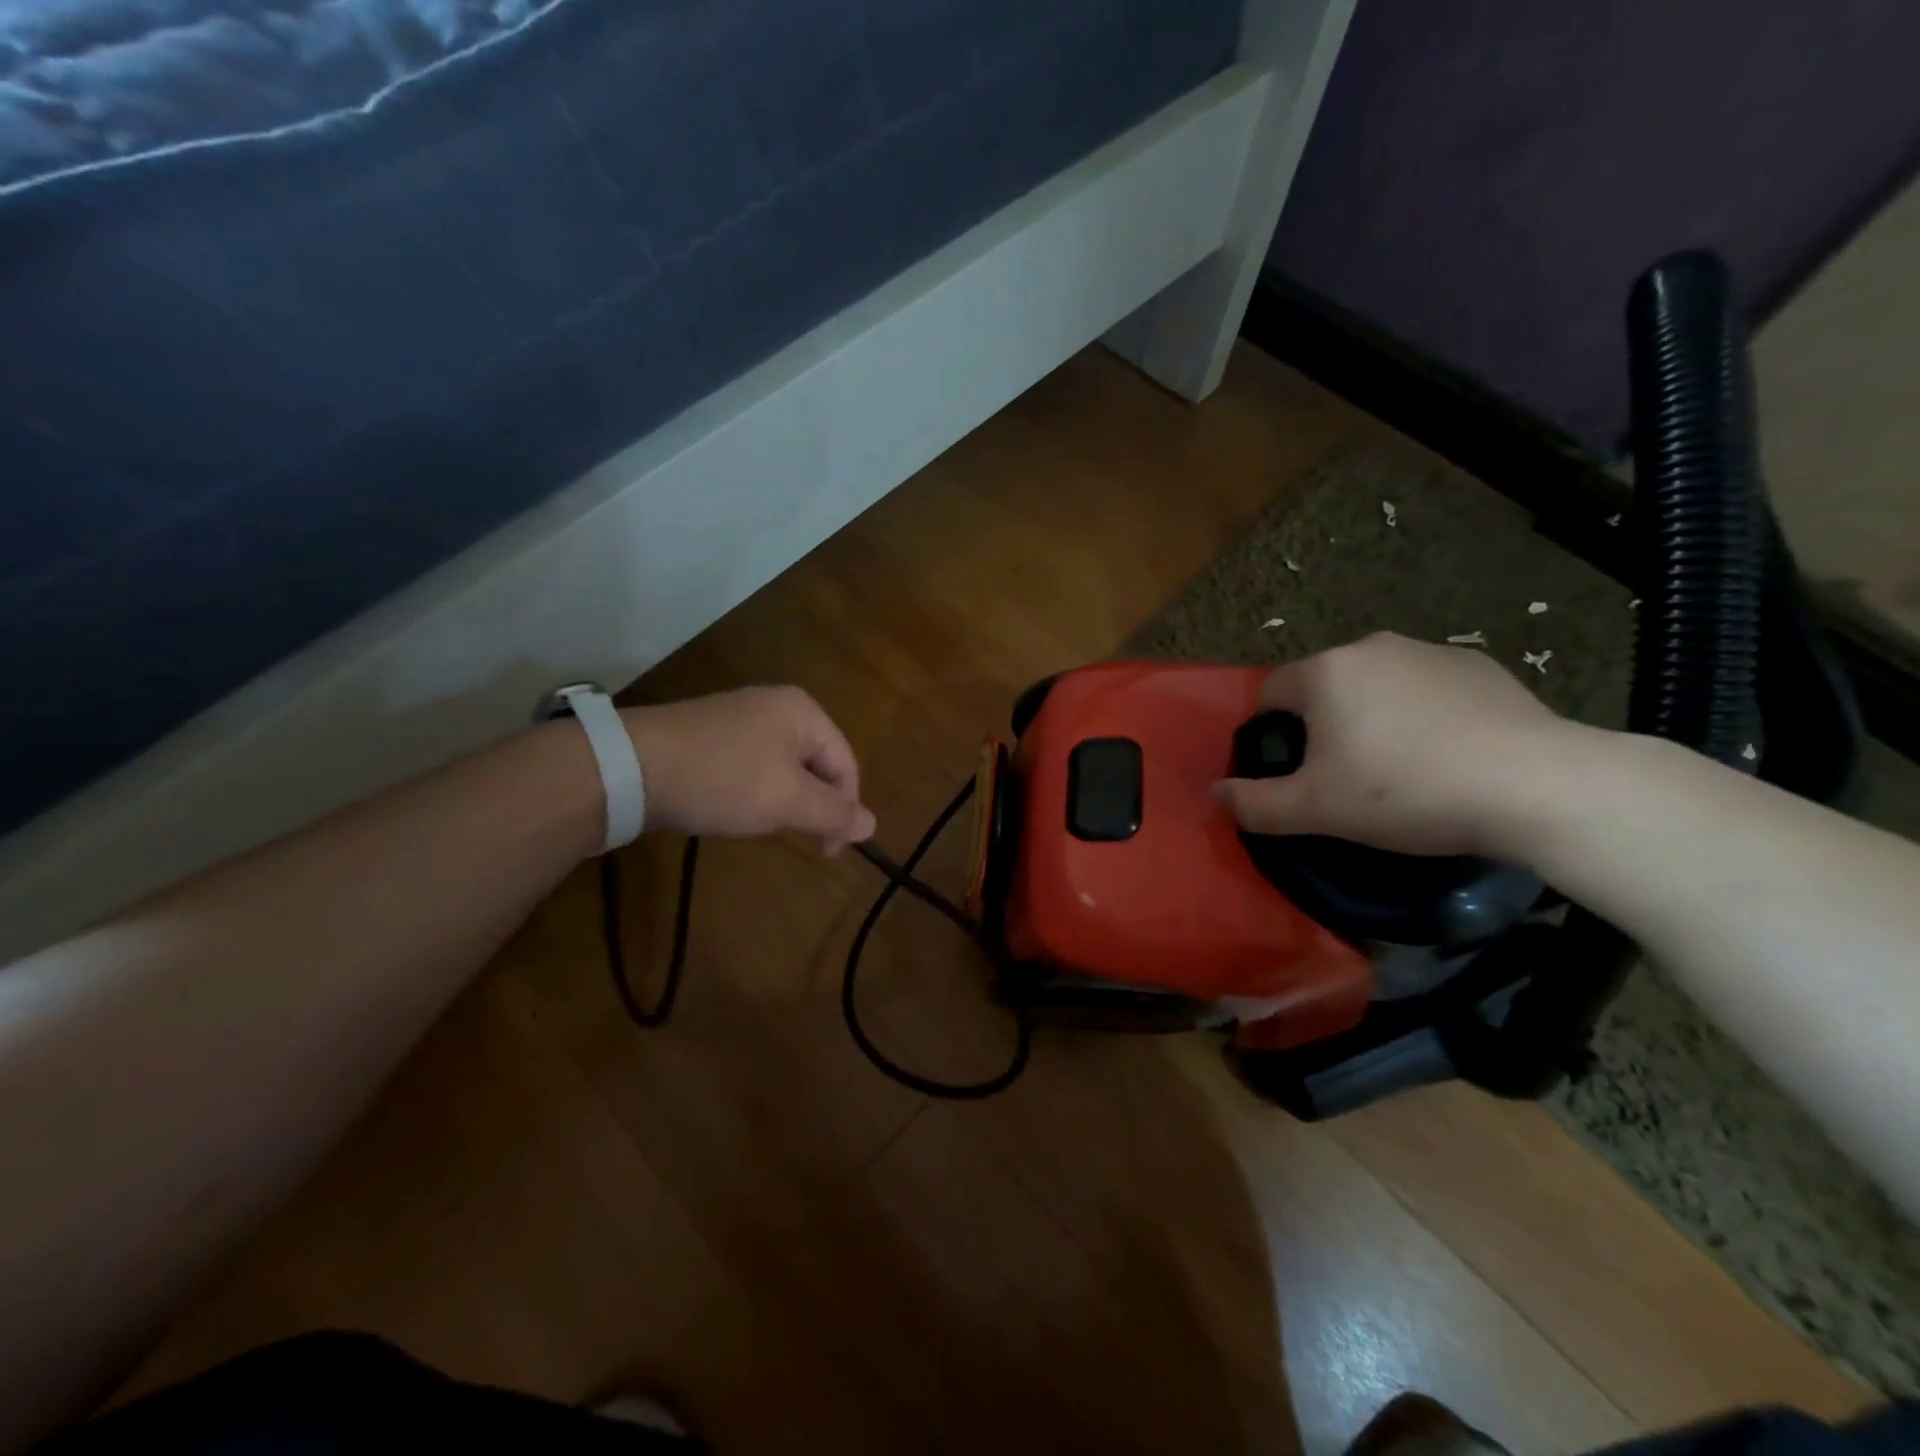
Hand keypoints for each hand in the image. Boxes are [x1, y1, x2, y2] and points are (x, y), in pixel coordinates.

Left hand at [620, 687, 876, 852]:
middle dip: (812, 805)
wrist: (628, 766)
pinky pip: (753, 766)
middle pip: (817, 764)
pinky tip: (734, 807)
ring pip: (785, 768)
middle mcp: (777, 705)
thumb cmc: (723, 779)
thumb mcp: (787, 801)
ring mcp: (741, 717)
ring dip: (783, 801)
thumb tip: (872, 825)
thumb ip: (834, 813)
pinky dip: (754, 791)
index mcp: (804, 712)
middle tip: (795, 838)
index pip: (847, 765)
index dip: (845, 811)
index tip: (828, 852)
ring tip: (761, 824)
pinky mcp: (712, 734)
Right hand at [1213, 633, 1577, 858]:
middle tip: (1344, 777)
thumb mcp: (1315, 810)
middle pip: (1323, 687)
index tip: (1292, 773)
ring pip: (1375, 686)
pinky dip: (1422, 715)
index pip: (1270, 694)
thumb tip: (1215, 794)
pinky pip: (1426, 689)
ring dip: (1371, 718)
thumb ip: (1254, 803)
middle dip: (1322, 726)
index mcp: (1325, 672)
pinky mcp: (1480, 666)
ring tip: (1400, 769)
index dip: (1269, 734)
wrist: (1537, 787)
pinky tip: (1447, 755)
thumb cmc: (1406, 792)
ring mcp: (1430, 652)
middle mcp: (1371, 647)